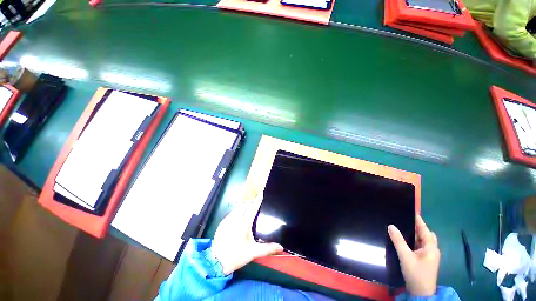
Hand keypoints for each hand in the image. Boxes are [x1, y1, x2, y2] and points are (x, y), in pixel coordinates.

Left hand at [212, 194, 282, 274]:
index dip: (258, 200)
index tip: (261, 193)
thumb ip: (268, 249)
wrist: (216, 262)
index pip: (252, 208)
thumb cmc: (237, 256)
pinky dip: (237, 211)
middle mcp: (235, 218)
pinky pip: (232, 212)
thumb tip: (281, 247)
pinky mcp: (222, 222)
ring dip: (244, 206)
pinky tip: (239, 219)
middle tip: (256, 206)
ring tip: (249, 211)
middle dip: (251, 203)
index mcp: (244, 224)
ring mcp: (227, 219)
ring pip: (237, 207)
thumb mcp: (253, 252)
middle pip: (244, 205)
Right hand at [388, 215, 439, 296]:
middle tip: (406, 221)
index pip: (425, 230)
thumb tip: (391, 225)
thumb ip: (398, 240)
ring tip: (405, 229)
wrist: (421, 292)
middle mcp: (432, 250)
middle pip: (427, 235)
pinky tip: (407, 241)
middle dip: (418, 227)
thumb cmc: (415, 273)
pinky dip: (415, 241)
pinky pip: (421, 246)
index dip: (419, 220)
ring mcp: (430, 256)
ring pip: (424, 241)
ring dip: (417, 235)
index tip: (413, 211)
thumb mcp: (405, 256)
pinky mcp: (426, 260)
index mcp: (430, 247)